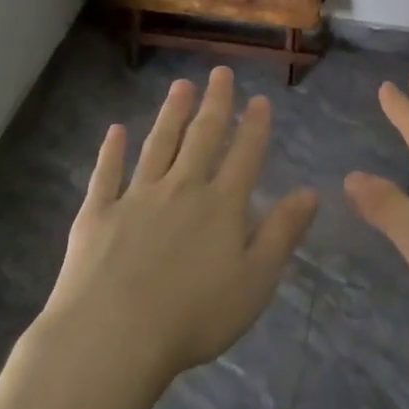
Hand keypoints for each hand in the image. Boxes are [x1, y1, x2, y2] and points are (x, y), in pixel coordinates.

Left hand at [46, 67, 318, 383]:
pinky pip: (107, 173)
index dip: (254, 127)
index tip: (259, 99)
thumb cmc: (194, 316)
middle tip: (219, 73)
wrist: (114, 334)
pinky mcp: (98, 213)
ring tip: (181, 86)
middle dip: (214, 104)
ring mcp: (136, 198)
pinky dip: (112, 150)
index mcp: (221, 207)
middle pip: (201, 138)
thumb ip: (282, 233)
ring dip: (171, 114)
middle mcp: (181, 189)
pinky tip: (115, 130)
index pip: (244, 156)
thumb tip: (310, 192)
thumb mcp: (256, 281)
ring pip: (158, 145)